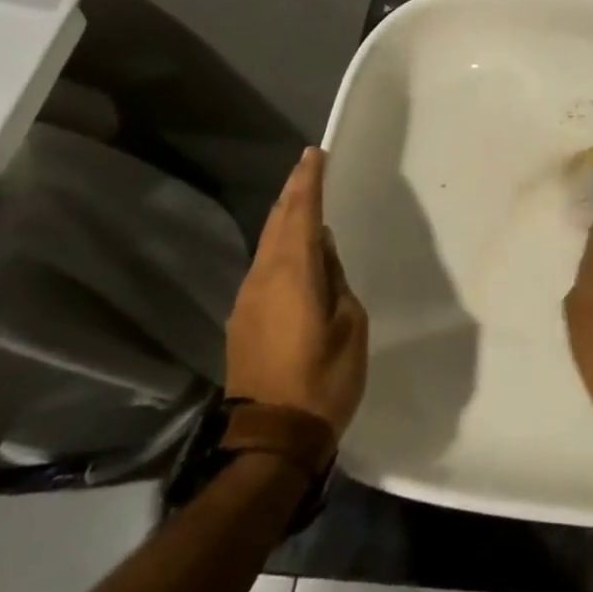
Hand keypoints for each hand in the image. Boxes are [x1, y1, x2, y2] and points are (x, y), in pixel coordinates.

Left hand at [226, 148, 368, 438]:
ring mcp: (248, 299)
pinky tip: (293, 248)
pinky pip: (263, 266)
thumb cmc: (324, 379)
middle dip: (293, 192)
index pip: (302, 214)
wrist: (272, 438)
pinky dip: (279, 244)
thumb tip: (324, 251)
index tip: (315, 154)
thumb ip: (336, 280)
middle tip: (308, 166)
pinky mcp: (243, 319)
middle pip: (277, 223)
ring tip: (302, 199)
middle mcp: (264, 278)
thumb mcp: (350, 325)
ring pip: (267, 243)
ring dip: (284, 217)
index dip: (309, 182)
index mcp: (294, 274)